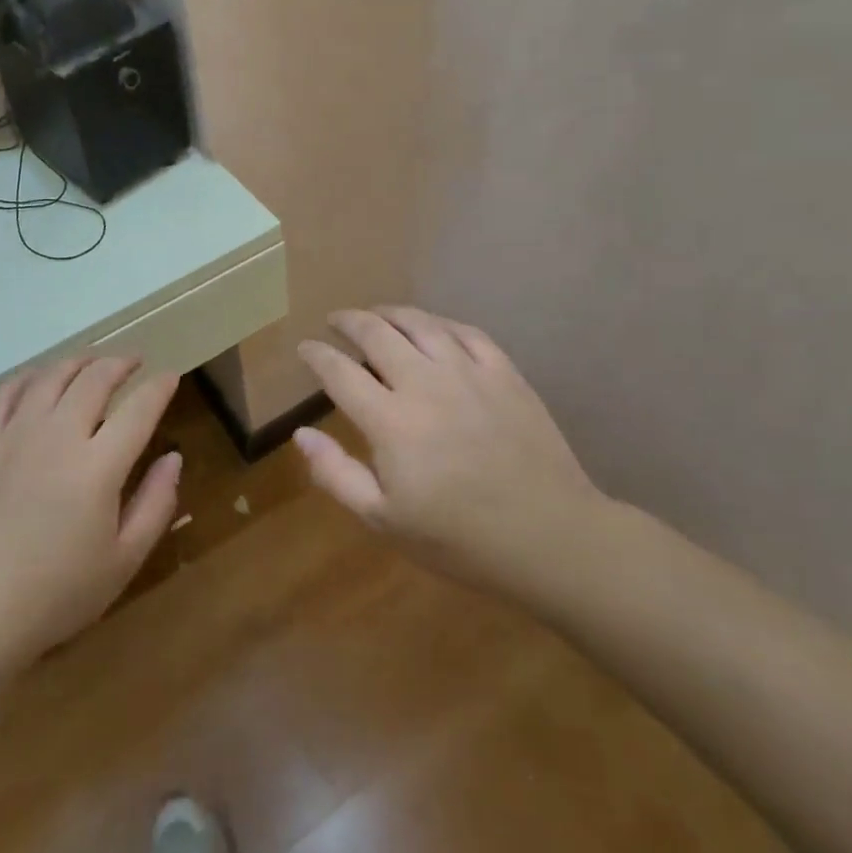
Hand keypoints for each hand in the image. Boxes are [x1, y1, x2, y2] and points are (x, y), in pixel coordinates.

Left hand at [0, 358, 181, 683]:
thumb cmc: (57, 593)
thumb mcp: (123, 560)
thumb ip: (155, 503)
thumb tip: (173, 458)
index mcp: (98, 465)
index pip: (139, 408)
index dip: (159, 387)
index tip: (171, 377)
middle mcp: (59, 435)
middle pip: (95, 378)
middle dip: (121, 363)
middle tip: (135, 362)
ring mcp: (16, 434)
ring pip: (52, 376)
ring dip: (79, 362)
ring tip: (93, 362)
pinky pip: (7, 393)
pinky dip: (29, 377)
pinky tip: (40, 379)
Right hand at [295, 306, 609, 596]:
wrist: (551, 539)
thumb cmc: (460, 539)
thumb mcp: (385, 520)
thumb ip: (336, 474)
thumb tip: (300, 434)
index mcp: (390, 421)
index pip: (340, 372)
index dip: (316, 355)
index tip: (304, 348)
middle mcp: (425, 383)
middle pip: (376, 333)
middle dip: (348, 321)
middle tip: (335, 321)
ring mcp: (469, 373)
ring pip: (420, 324)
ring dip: (389, 313)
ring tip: (375, 314)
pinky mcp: (505, 374)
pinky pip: (466, 332)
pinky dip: (439, 323)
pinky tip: (431, 327)